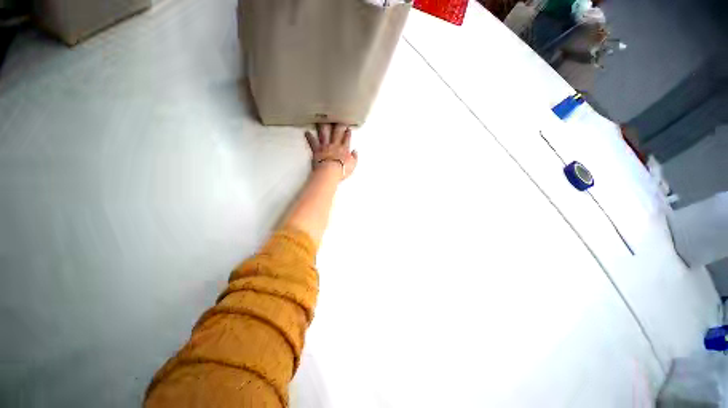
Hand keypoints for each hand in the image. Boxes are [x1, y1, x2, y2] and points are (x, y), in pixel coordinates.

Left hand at [305, 123, 357, 180]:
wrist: (330, 172)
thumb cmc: (341, 170)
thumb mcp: (352, 165)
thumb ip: (354, 157)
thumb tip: (355, 152)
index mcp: (344, 149)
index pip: (347, 138)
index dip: (348, 133)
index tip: (348, 128)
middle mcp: (335, 145)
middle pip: (337, 132)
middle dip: (338, 125)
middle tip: (337, 119)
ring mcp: (325, 146)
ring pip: (325, 133)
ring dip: (324, 126)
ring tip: (323, 120)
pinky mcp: (317, 150)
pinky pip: (313, 142)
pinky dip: (309, 137)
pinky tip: (307, 132)